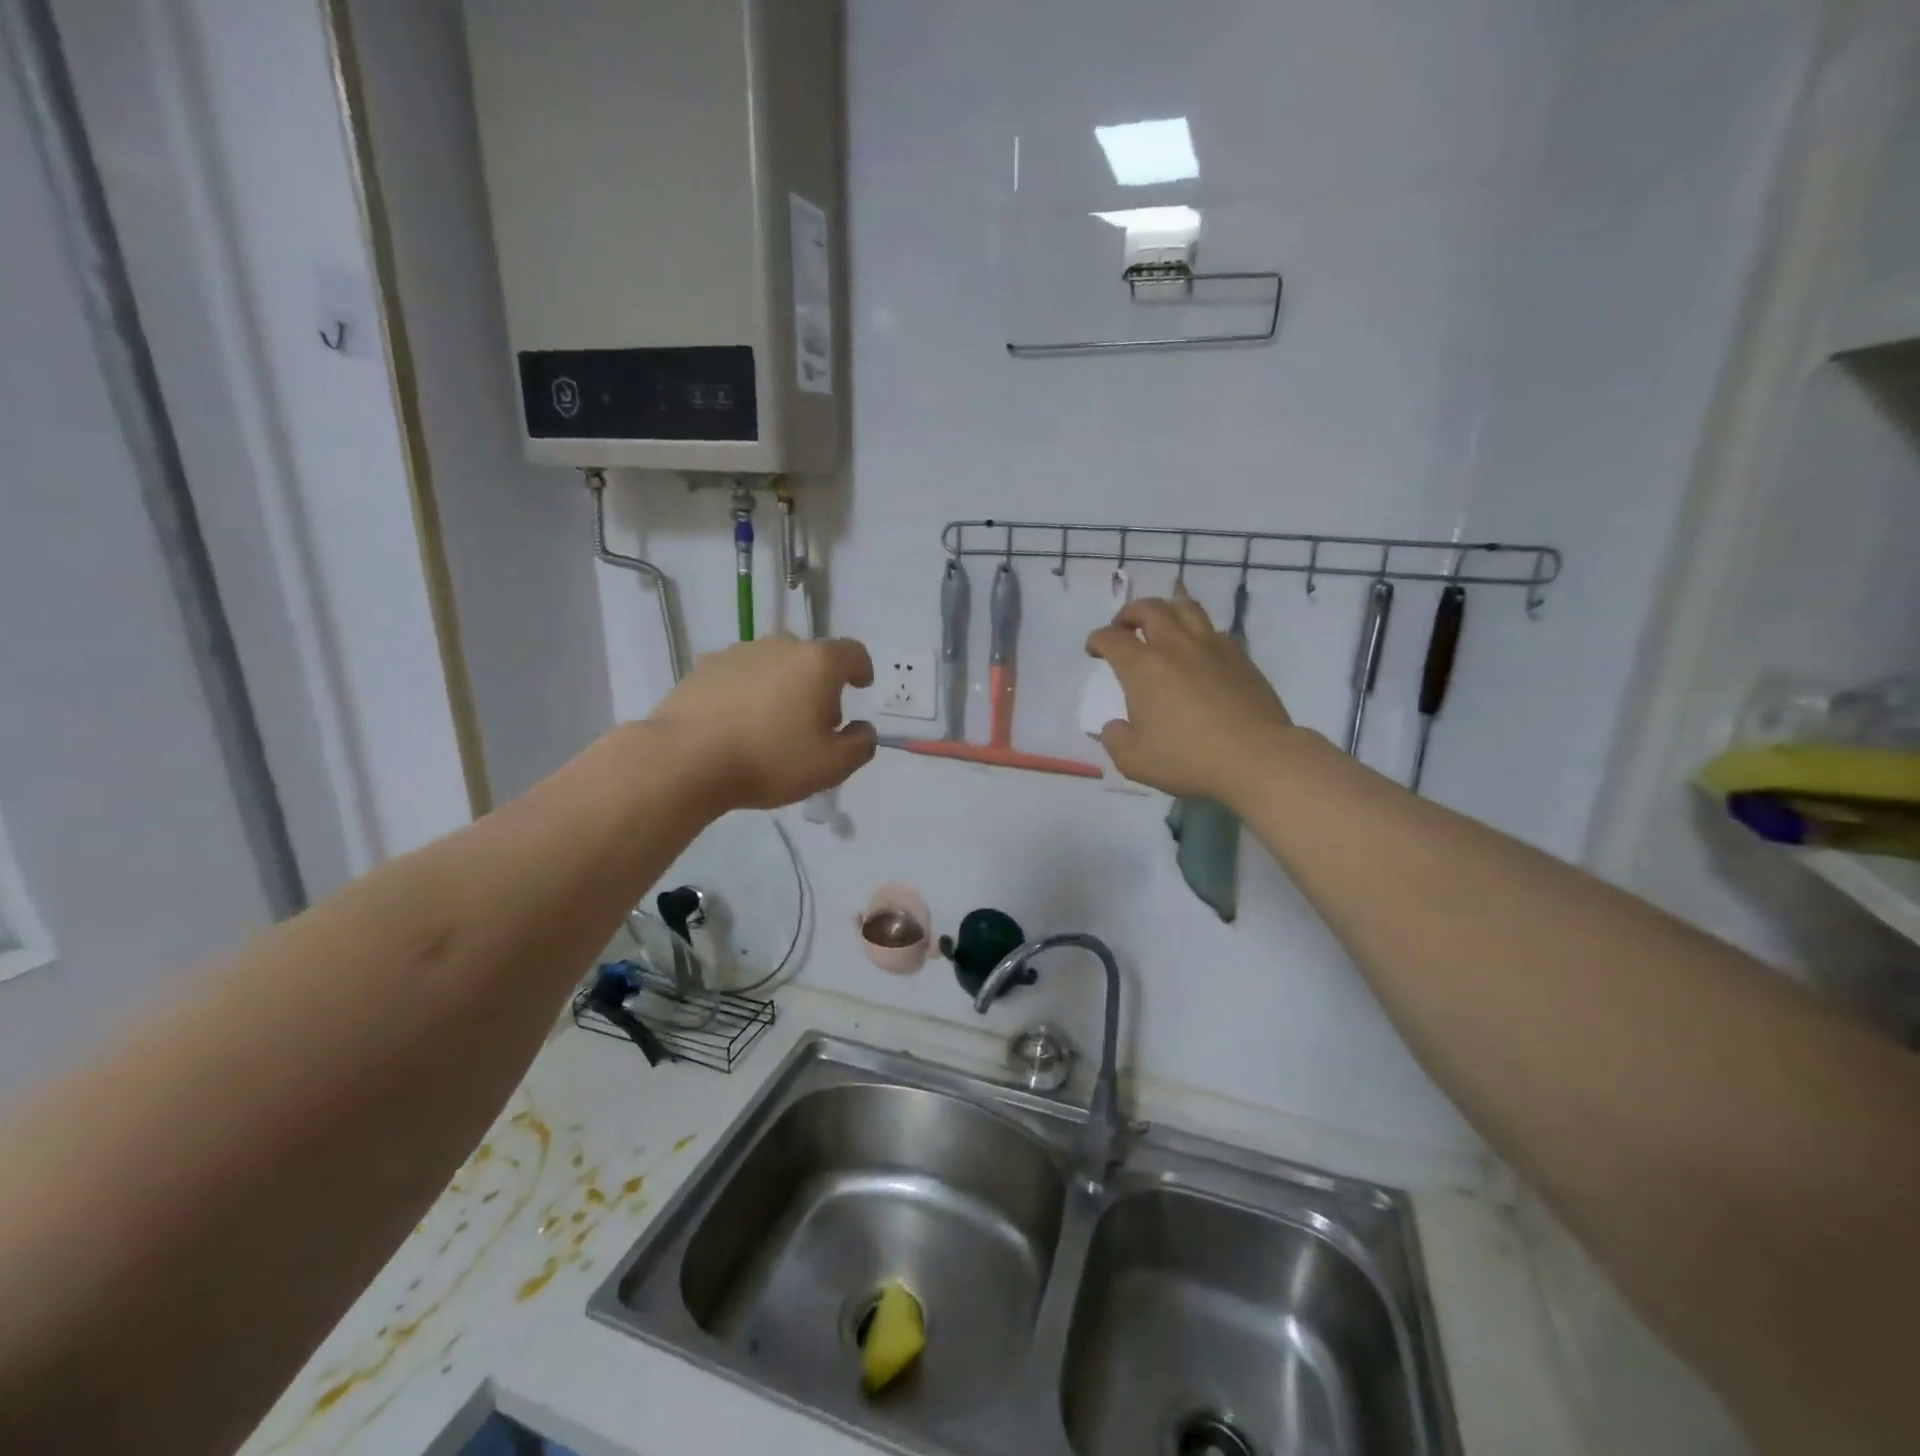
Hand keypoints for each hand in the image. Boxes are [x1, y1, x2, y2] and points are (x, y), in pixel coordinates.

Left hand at [649, 634, 877, 809]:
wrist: (685, 759)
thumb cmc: (769, 760)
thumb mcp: (831, 766)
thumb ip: (859, 746)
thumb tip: (862, 730)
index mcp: (817, 663)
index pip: (852, 652)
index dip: (861, 668)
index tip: (860, 686)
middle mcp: (779, 646)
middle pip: (811, 657)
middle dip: (819, 684)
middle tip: (815, 720)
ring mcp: (737, 653)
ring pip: (773, 664)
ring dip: (782, 685)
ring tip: (773, 724)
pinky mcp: (703, 667)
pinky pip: (739, 674)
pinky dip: (748, 691)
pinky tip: (738, 723)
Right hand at [1086, 596, 1293, 800]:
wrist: (1256, 758)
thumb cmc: (1188, 759)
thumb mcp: (1134, 761)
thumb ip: (1116, 740)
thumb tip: (1114, 727)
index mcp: (1143, 667)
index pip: (1111, 638)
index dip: (1097, 640)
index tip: (1094, 650)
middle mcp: (1175, 646)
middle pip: (1149, 608)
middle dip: (1129, 613)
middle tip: (1123, 627)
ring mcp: (1211, 647)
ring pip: (1185, 607)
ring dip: (1166, 609)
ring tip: (1161, 624)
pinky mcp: (1240, 657)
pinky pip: (1213, 630)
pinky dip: (1197, 631)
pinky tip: (1197, 650)